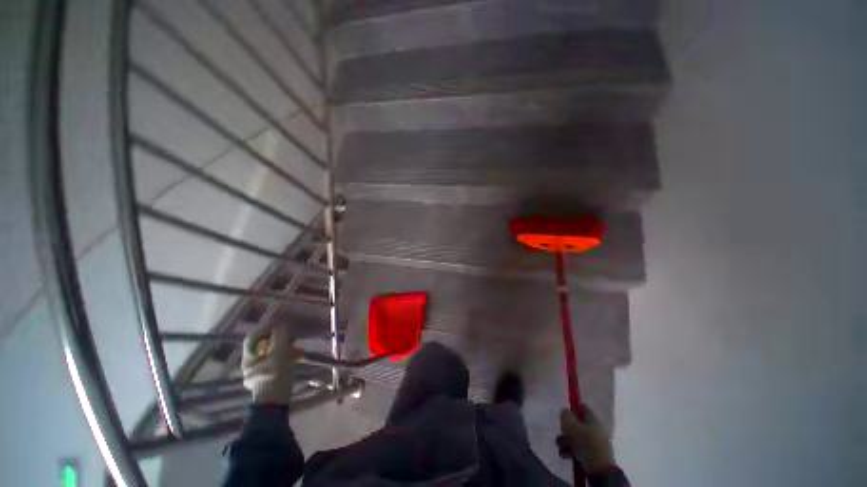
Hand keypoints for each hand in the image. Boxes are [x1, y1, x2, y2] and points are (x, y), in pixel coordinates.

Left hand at [241, 324, 300, 404]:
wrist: (276, 399)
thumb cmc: (275, 373)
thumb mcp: (279, 351)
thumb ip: (279, 336)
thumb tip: (280, 325)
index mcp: (249, 357)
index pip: (253, 337)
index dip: (265, 328)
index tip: (279, 325)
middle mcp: (251, 363)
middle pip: (263, 345)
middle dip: (279, 339)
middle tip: (291, 336)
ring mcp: (260, 371)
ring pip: (272, 353)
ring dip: (285, 347)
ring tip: (299, 347)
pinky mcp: (269, 376)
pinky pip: (276, 362)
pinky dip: (286, 357)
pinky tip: (298, 356)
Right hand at [557, 406, 615, 472]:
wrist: (600, 470)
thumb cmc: (586, 443)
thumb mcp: (572, 426)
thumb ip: (566, 415)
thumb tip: (565, 412)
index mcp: (594, 419)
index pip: (582, 407)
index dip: (572, 409)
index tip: (564, 417)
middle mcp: (596, 429)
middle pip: (577, 423)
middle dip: (566, 429)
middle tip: (561, 433)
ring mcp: (595, 442)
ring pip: (576, 437)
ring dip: (566, 441)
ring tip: (560, 447)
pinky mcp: (593, 454)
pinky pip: (579, 448)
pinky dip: (570, 450)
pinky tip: (565, 455)